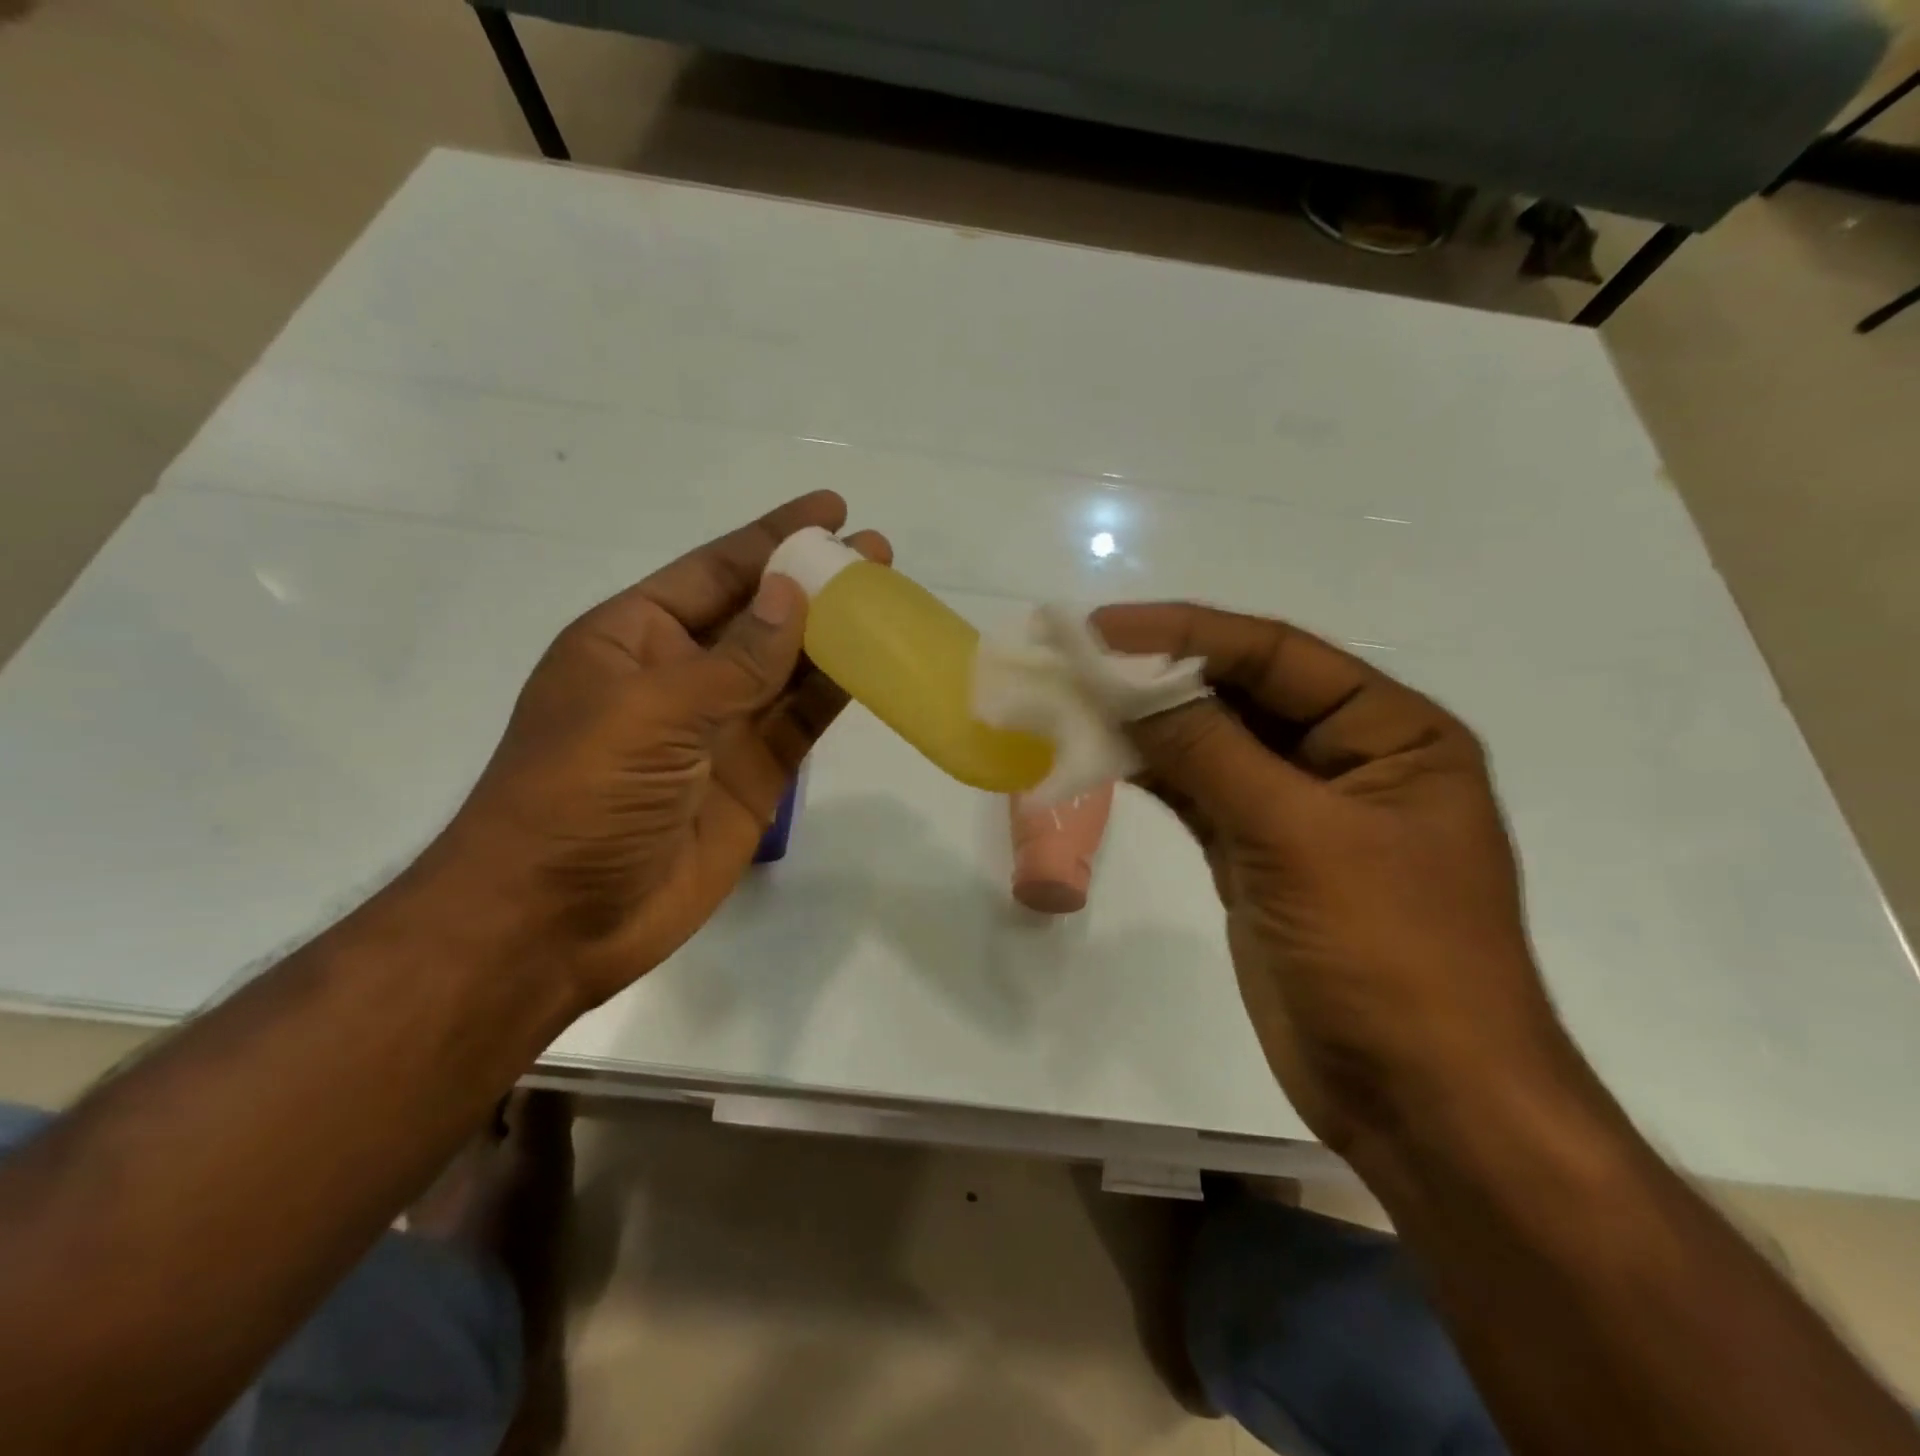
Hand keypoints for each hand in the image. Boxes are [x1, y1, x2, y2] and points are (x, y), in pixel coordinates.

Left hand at [425, 491, 887, 1007]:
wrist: (559, 920)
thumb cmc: (581, 795)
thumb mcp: (652, 711)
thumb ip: (734, 659)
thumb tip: (795, 593)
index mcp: (634, 639)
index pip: (715, 572)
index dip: (772, 538)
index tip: (831, 509)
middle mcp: (681, 675)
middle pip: (761, 615)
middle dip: (816, 583)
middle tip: (878, 554)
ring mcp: (721, 728)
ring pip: (789, 668)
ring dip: (836, 634)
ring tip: (890, 598)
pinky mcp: (755, 776)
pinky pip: (801, 723)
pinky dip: (837, 694)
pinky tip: (875, 665)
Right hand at [1093, 603, 1571, 1157]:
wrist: (1419, 1101)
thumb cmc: (1387, 954)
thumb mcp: (1297, 837)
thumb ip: (1211, 752)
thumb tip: (1131, 686)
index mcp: (1392, 733)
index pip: (1277, 655)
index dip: (1188, 633)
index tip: (1104, 629)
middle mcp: (1347, 759)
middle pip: (1241, 695)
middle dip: (1161, 676)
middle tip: (1077, 661)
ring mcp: (1298, 812)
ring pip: (1212, 746)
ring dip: (1148, 725)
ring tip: (1075, 701)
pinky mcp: (1259, 858)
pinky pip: (1199, 796)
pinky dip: (1153, 775)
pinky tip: (1103, 754)